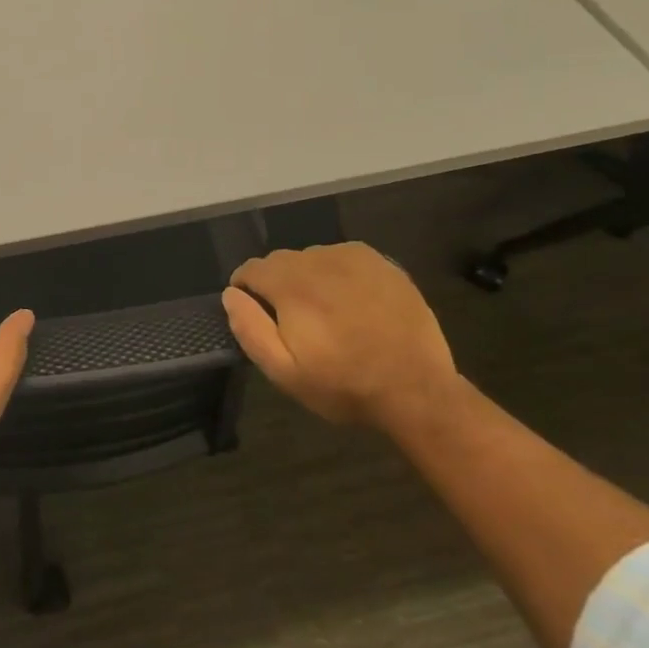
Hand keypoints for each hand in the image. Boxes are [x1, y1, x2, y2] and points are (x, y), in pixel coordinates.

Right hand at [221, 243, 456, 428]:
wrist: (417, 390)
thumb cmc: (344, 384)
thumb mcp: (284, 371)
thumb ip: (250, 328)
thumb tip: (231, 294)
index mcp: (290, 284)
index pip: (250, 269)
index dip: (246, 291)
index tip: (257, 315)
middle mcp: (317, 260)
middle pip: (280, 261)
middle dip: (277, 285)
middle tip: (294, 322)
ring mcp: (352, 258)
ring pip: (311, 258)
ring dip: (308, 278)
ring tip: (326, 313)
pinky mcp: (381, 263)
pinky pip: (342, 257)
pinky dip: (337, 273)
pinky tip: (351, 302)